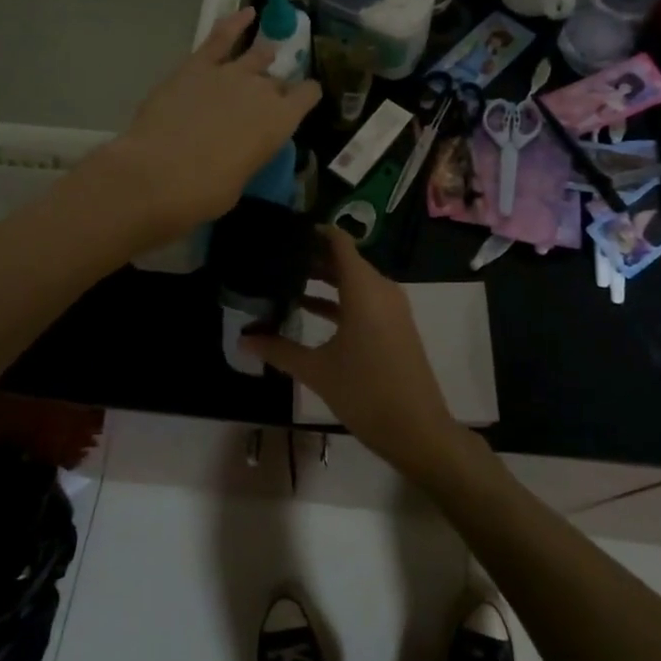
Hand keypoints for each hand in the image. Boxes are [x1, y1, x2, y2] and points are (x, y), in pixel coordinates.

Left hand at [93, 8, 319, 242]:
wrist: (158, 175)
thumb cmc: (205, 192)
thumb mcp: (241, 179)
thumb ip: (249, 153)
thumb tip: (242, 147)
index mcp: (281, 121)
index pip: (308, 96)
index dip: (307, 96)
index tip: (304, 99)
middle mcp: (262, 90)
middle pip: (277, 81)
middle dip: (275, 87)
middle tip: (266, 99)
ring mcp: (230, 72)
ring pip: (256, 55)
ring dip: (262, 56)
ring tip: (266, 53)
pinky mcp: (197, 65)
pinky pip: (221, 37)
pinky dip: (235, 23)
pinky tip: (247, 14)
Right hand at [240, 228, 469, 480]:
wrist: (418, 430)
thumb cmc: (366, 392)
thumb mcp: (317, 371)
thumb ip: (279, 350)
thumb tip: (243, 340)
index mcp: (364, 289)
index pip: (338, 242)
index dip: (314, 231)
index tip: (284, 231)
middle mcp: (380, 289)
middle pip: (345, 259)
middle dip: (312, 256)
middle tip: (276, 256)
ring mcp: (391, 307)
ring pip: (354, 280)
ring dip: (324, 278)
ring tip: (285, 278)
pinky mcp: (394, 324)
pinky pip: (364, 298)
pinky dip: (339, 298)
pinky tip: (309, 309)